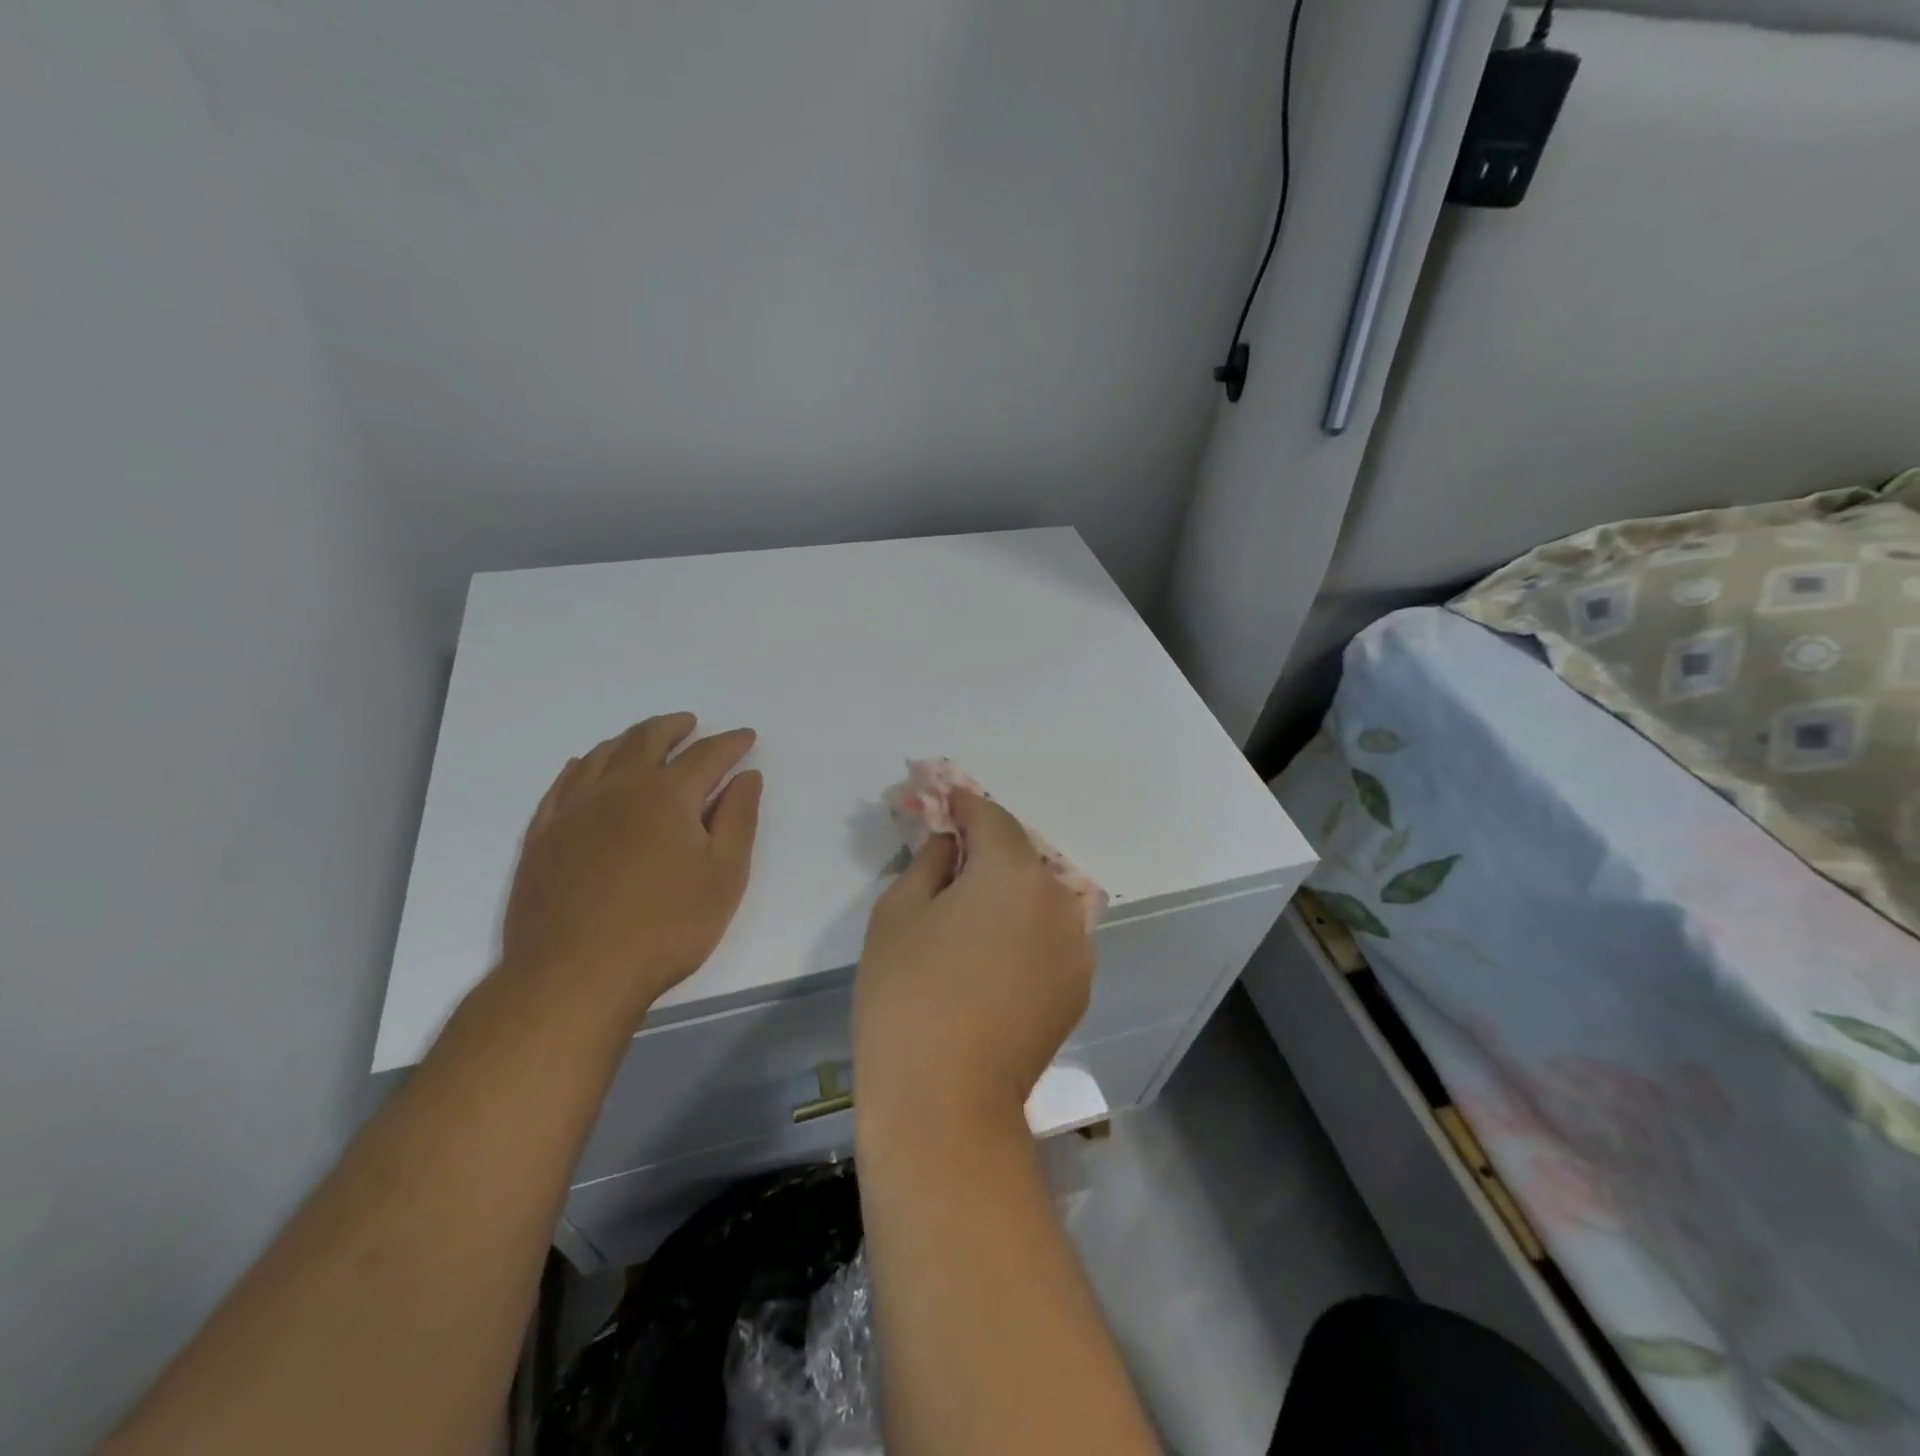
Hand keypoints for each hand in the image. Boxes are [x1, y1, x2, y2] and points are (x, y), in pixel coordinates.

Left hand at [502, 713, 761, 1025]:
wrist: (576, 975)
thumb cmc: (666, 927)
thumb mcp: (725, 875)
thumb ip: (739, 819)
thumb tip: (746, 777)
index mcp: (667, 795)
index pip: (706, 755)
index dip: (730, 743)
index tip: (746, 737)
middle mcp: (618, 789)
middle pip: (647, 741)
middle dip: (674, 728)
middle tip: (690, 723)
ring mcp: (574, 810)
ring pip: (602, 755)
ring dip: (629, 739)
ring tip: (645, 737)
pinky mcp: (543, 836)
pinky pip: (563, 784)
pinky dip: (581, 765)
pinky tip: (584, 766)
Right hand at [854, 791, 1094, 1131]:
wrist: (945, 1103)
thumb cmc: (907, 995)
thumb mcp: (898, 912)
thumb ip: (930, 860)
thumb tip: (952, 844)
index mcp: (1014, 871)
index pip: (991, 817)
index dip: (963, 804)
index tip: (944, 800)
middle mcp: (1058, 899)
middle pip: (1020, 856)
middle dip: (987, 850)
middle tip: (951, 858)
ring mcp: (1077, 947)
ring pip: (1039, 898)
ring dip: (1010, 892)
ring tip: (973, 914)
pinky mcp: (1078, 988)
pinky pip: (1050, 938)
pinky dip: (1026, 931)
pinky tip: (994, 958)